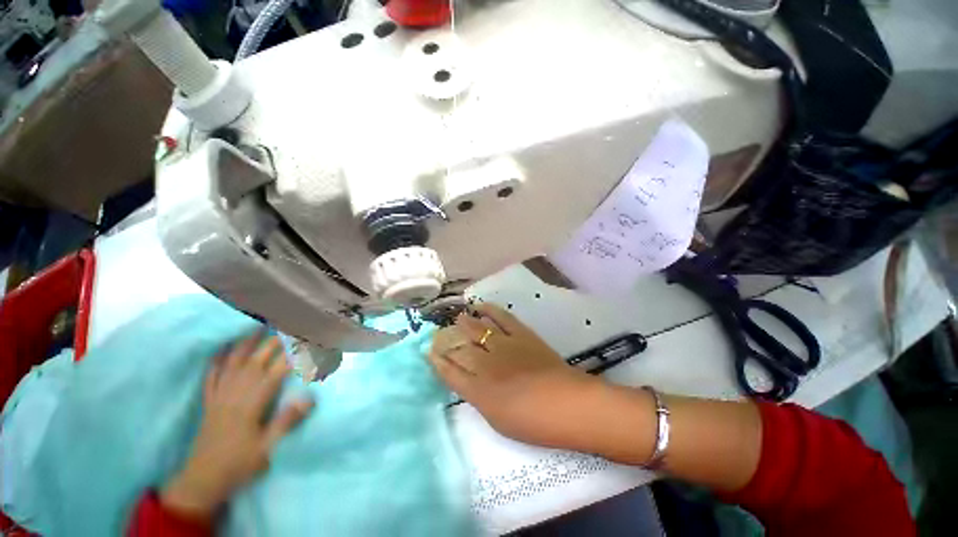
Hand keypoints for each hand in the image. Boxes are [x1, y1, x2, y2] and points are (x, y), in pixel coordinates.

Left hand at [161, 331, 313, 518]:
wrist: (202, 481)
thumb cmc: (238, 465)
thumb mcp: (266, 449)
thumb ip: (286, 422)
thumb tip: (309, 397)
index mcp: (250, 405)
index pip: (275, 373)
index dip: (293, 356)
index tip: (308, 342)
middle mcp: (234, 395)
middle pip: (255, 363)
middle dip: (273, 343)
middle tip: (287, 327)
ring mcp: (219, 397)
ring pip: (233, 365)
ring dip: (245, 345)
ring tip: (256, 328)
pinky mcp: (209, 403)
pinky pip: (211, 377)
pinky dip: (216, 361)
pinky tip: (221, 350)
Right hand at [429, 304, 610, 451]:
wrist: (568, 405)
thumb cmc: (534, 423)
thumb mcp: (499, 420)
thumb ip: (480, 399)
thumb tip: (469, 383)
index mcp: (479, 391)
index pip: (451, 373)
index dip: (438, 363)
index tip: (429, 353)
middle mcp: (486, 365)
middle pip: (461, 348)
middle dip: (448, 341)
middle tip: (440, 334)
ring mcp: (504, 346)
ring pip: (478, 330)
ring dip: (465, 323)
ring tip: (458, 318)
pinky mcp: (521, 335)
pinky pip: (502, 318)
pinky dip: (490, 310)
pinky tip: (481, 306)